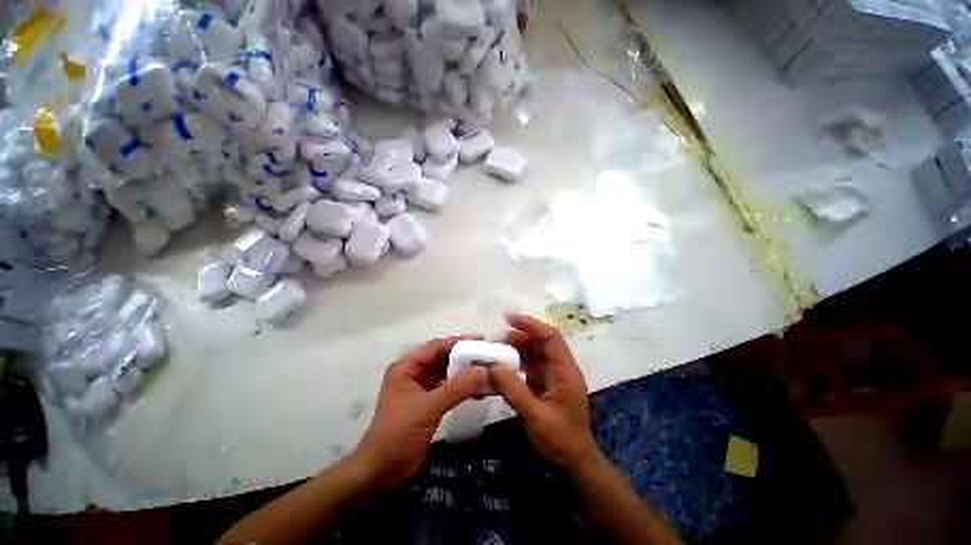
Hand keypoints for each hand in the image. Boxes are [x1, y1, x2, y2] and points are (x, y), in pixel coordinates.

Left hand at [353, 335, 487, 492]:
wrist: (382, 472)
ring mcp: (421, 388)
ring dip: (465, 372)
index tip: (481, 340)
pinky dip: (463, 388)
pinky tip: (479, 390)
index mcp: (407, 367)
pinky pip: (449, 388)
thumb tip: (484, 370)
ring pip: (447, 373)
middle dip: (464, 357)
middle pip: (443, 358)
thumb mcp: (429, 407)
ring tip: (487, 369)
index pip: (435, 347)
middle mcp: (414, 373)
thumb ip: (457, 387)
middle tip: (488, 355)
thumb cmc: (399, 433)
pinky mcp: (429, 403)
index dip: (458, 342)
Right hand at [489, 313, 599, 473]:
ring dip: (516, 348)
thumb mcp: (535, 416)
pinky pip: (530, 365)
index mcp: (566, 371)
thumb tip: (491, 366)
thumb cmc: (561, 440)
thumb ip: (513, 390)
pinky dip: (516, 362)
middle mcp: (561, 368)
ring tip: (495, 350)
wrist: (574, 462)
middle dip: (519, 336)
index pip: (550, 337)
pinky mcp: (545, 383)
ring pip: (534, 352)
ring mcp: (553, 375)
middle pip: (541, 342)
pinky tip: (502, 366)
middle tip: (496, 340)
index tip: (509, 319)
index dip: (531, 325)